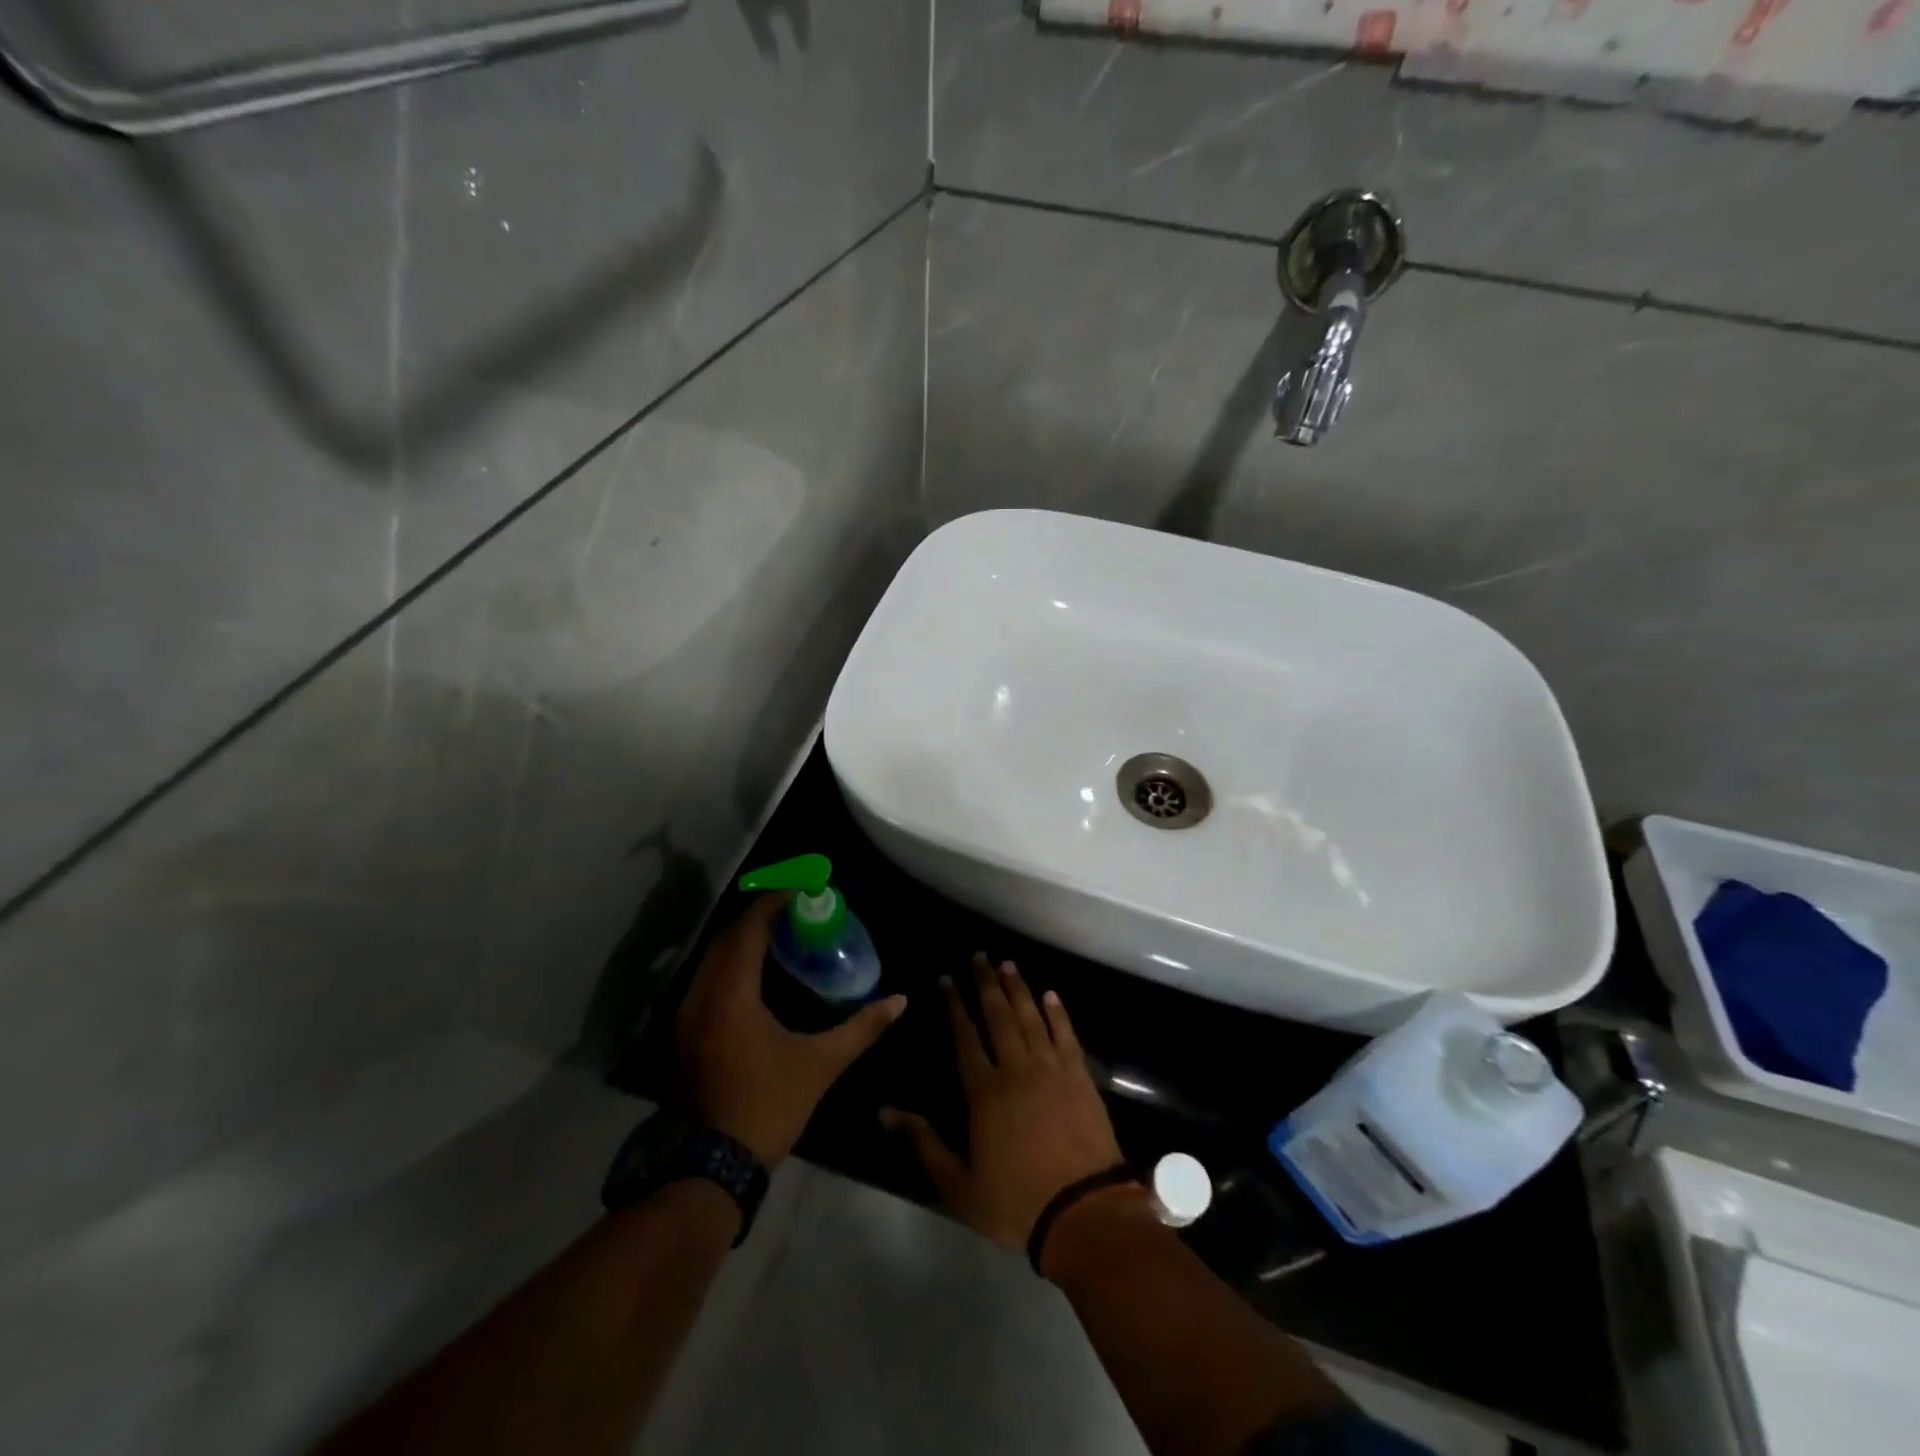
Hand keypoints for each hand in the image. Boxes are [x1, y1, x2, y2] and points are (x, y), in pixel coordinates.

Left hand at [677, 894, 905, 1164]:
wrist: (713, 1166)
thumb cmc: (769, 1106)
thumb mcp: (822, 1064)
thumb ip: (862, 1027)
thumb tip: (900, 1001)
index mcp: (732, 995)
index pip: (749, 930)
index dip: (774, 903)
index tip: (801, 891)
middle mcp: (702, 996)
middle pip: (727, 938)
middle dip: (759, 917)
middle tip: (794, 911)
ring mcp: (686, 1016)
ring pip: (712, 959)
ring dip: (742, 940)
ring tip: (779, 936)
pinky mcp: (683, 1034)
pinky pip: (705, 980)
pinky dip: (729, 964)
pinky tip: (755, 975)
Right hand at [882, 953, 1125, 1250]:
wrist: (1083, 1212)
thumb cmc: (1015, 1201)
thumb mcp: (958, 1185)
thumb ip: (923, 1144)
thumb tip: (885, 1112)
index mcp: (984, 1092)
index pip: (965, 1037)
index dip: (955, 1006)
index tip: (946, 979)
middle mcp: (1016, 1069)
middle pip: (998, 1016)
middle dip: (986, 983)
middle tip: (979, 955)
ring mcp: (1051, 1069)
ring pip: (1030, 1017)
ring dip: (1018, 988)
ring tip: (1008, 964)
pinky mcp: (1079, 1076)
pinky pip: (1066, 1034)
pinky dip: (1057, 1012)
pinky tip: (1050, 995)